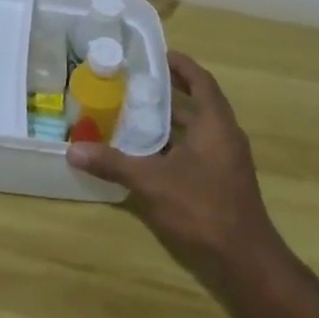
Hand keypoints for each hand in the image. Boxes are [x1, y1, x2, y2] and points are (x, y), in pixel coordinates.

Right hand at [66, 51, 288, 287]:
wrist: (245, 262)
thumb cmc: (202, 208)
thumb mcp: (151, 182)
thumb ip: (113, 164)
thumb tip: (73, 150)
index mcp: (216, 123)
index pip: (201, 80)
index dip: (181, 65)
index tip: (158, 55)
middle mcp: (226, 136)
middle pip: (199, 103)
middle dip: (170, 92)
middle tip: (136, 83)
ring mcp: (228, 162)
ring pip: (198, 130)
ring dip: (172, 120)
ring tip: (136, 113)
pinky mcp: (224, 183)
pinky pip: (199, 150)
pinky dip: (176, 144)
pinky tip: (150, 154)